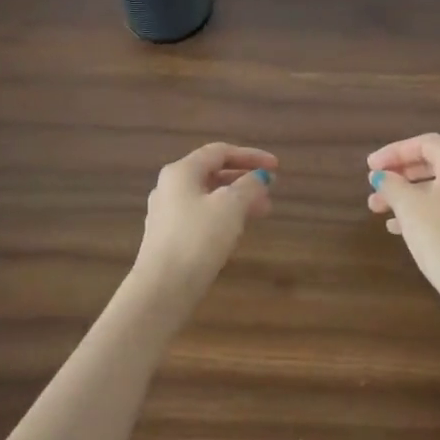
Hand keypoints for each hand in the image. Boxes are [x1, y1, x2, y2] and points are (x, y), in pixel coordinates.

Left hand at [136, 142, 277, 299]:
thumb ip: (249, 187)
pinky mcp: (167, 237)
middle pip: (212, 174)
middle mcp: (169, 187)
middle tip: (270, 192)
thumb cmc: (198, 239)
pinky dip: (222, 216)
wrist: (163, 288)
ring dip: (236, 200)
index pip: (219, 152)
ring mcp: (165, 213)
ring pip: (207, 197)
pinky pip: (200, 216)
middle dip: (244, 180)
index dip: (250, 156)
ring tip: (261, 212)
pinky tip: (237, 231)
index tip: (276, 167)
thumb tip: (259, 177)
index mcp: (181, 171)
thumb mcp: (230, 207)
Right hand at [367, 134, 439, 304]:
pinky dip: (421, 211)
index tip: (370, 167)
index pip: (425, 144)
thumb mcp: (408, 206)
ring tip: (377, 209)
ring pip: (437, 189)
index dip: (394, 151)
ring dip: (406, 195)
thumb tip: (381, 177)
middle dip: (399, 174)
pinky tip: (398, 227)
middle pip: (432, 165)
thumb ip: (391, 184)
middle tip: (374, 185)